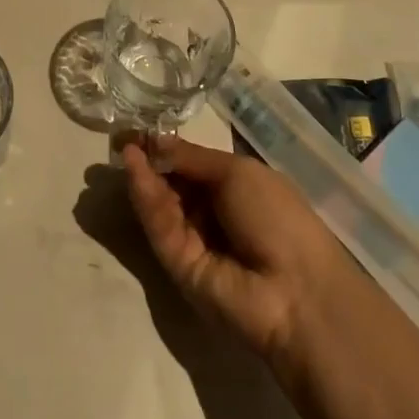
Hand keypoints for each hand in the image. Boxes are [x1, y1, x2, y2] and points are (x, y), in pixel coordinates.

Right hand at [124, 135, 354, 373]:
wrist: (296, 290)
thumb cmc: (277, 217)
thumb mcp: (237, 173)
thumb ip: (192, 157)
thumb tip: (155, 139)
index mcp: (234, 188)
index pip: (191, 164)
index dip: (166, 147)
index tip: (138, 129)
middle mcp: (212, 213)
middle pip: (172, 183)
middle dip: (148, 160)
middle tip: (122, 137)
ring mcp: (194, 241)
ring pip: (162, 204)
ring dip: (143, 175)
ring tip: (125, 148)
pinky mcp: (177, 265)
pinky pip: (160, 226)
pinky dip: (146, 198)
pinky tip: (135, 170)